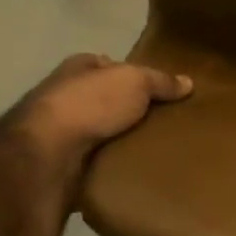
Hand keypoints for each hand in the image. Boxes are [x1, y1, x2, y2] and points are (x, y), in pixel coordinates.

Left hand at [15, 54, 192, 176]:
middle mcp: (65, 95)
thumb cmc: (90, 104)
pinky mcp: (60, 162)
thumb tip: (188, 82)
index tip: (160, 90)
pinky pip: (94, 160)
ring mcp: (59, 131)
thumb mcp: (135, 82)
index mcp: (78, 68)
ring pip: (100, 131)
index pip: (109, 65)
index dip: (133, 74)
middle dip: (129, 109)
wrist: (47, 155)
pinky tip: (134, 169)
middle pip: (105, 99)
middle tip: (165, 122)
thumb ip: (160, 81)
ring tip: (156, 147)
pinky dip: (110, 163)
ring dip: (120, 139)